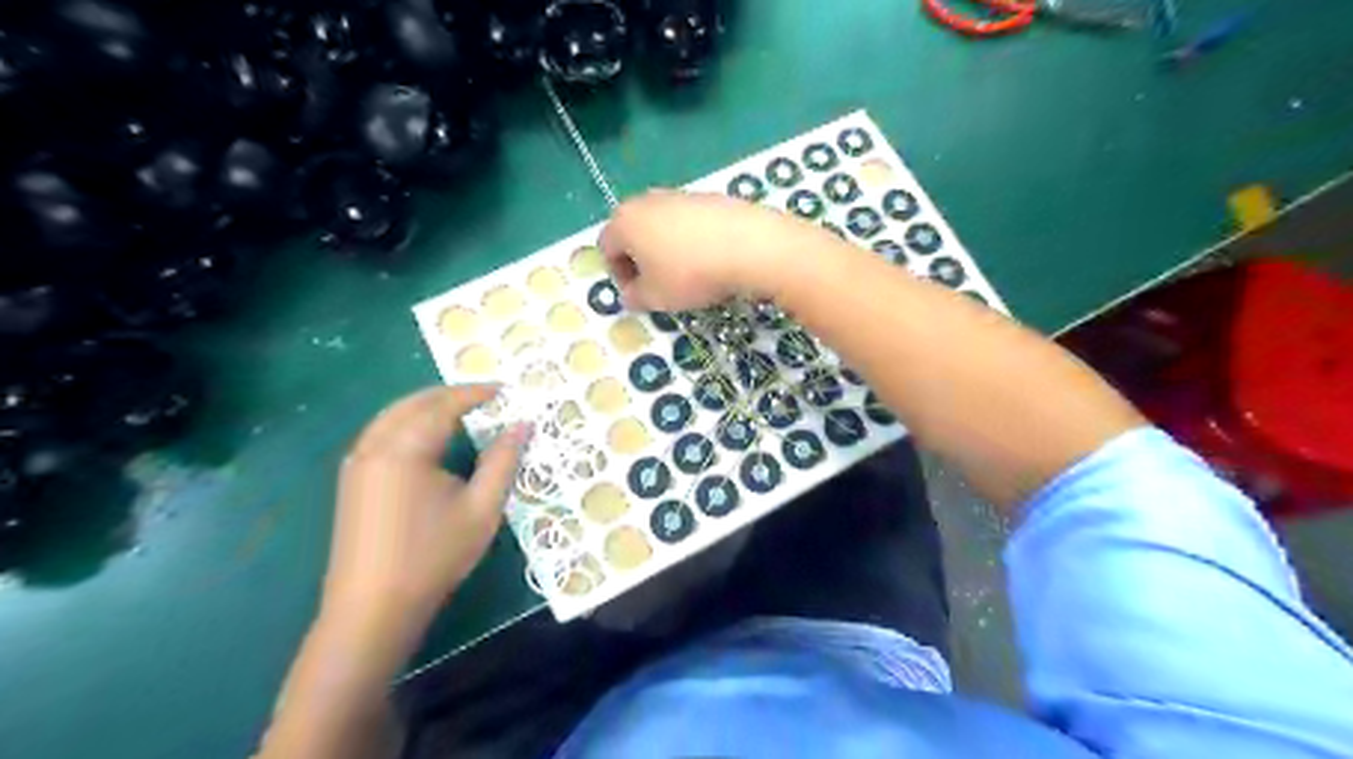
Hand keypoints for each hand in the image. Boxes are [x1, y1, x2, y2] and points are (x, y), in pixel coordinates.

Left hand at [320, 384, 527, 656]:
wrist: (372, 609)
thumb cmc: (434, 556)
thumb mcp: (482, 508)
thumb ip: (503, 461)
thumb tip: (523, 425)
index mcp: (405, 448)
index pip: (444, 405)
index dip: (475, 393)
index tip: (505, 389)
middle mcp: (374, 446)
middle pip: (413, 403)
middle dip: (449, 395)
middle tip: (485, 397)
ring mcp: (357, 463)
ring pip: (392, 416)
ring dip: (426, 406)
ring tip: (462, 412)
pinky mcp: (351, 481)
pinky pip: (381, 434)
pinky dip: (408, 423)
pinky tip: (428, 439)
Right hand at [601, 189, 836, 310]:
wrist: (750, 245)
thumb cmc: (691, 274)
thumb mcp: (656, 297)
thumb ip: (634, 297)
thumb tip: (631, 294)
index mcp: (625, 221)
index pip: (607, 248)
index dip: (619, 275)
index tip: (640, 295)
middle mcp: (647, 200)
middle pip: (633, 232)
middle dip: (641, 259)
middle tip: (660, 284)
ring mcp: (680, 195)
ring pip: (662, 226)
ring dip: (667, 249)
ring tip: (689, 274)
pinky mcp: (710, 197)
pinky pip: (690, 222)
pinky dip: (692, 240)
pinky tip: (712, 259)